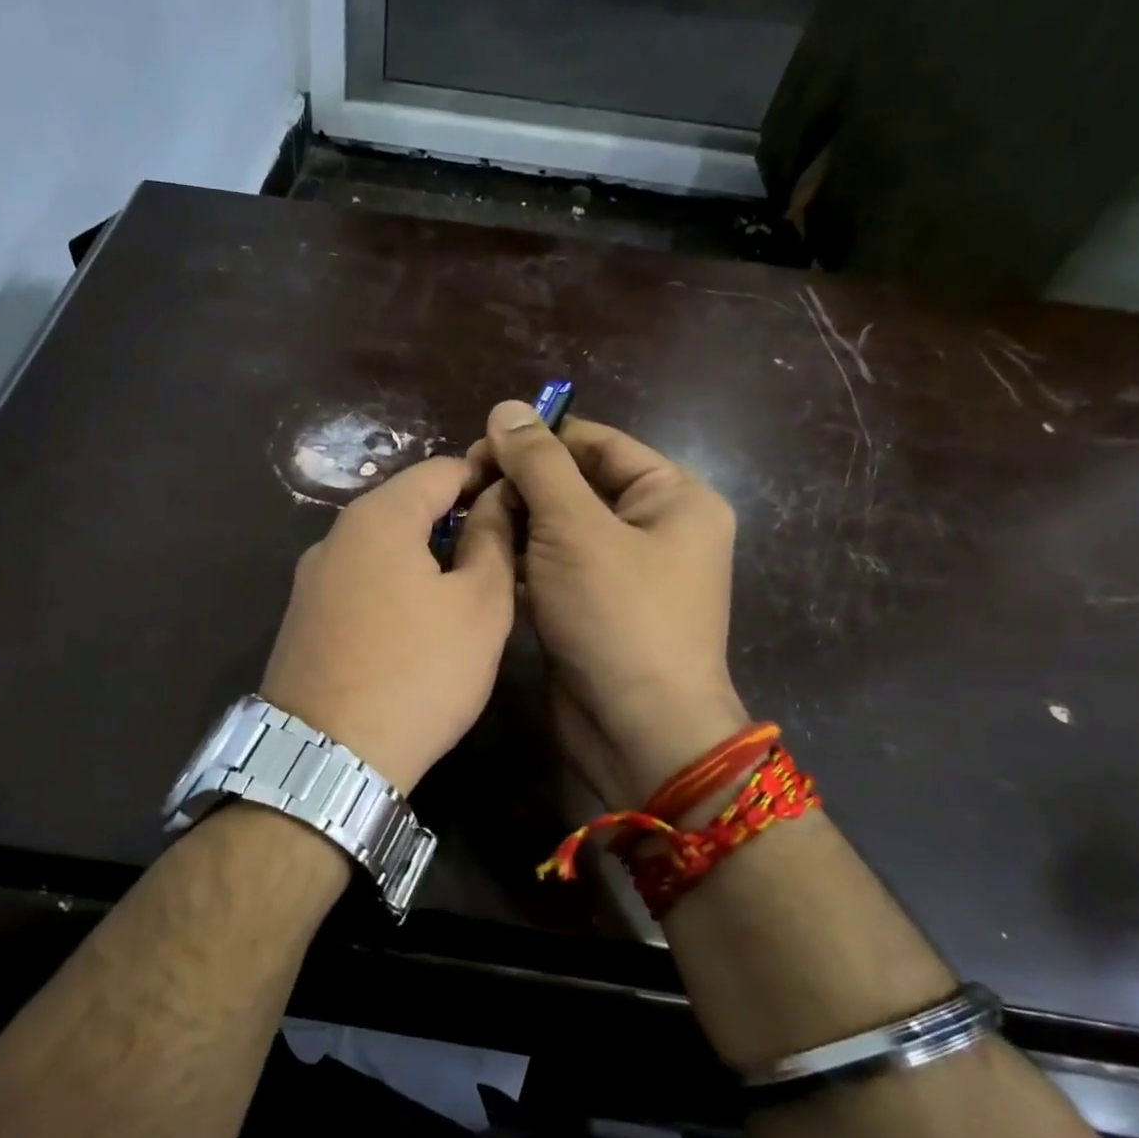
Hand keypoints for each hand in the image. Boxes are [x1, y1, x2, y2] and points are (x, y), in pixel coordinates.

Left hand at [260, 456, 516, 793]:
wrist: (327, 758)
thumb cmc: (419, 673)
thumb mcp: (479, 606)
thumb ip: (492, 540)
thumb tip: (496, 500)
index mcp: (379, 517)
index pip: (442, 469)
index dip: (487, 479)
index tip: (522, 507)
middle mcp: (335, 536)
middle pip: (408, 507)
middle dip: (456, 523)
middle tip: (499, 560)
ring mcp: (311, 579)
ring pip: (382, 549)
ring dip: (425, 560)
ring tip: (463, 597)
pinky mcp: (302, 619)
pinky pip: (360, 584)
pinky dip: (393, 589)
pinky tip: (415, 630)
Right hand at [472, 401, 748, 806]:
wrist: (637, 730)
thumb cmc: (617, 616)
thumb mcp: (574, 528)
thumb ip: (538, 464)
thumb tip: (506, 407)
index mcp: (674, 497)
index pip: (598, 444)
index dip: (538, 439)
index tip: (478, 446)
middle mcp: (656, 529)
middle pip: (577, 485)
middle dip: (522, 485)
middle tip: (464, 486)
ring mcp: (625, 574)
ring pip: (560, 529)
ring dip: (515, 523)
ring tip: (464, 520)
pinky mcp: (596, 609)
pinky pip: (555, 569)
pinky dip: (521, 562)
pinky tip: (480, 558)